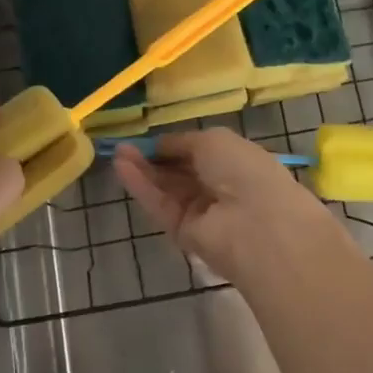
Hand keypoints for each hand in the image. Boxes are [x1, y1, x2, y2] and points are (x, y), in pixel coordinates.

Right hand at [115, 128, 351, 282]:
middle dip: (153, 158)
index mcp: (235, 162)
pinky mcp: (184, 234)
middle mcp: (219, 187)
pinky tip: (121, 167)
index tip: (147, 137)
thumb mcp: (214, 140)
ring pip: (166, 189)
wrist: (255, 225)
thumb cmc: (243, 171)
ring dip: (142, 170)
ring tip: (117, 153)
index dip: (173, 145)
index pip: (199, 152)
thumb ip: (183, 142)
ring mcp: (201, 212)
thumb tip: (161, 145)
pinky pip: (160, 206)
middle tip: (124, 146)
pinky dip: (141, 187)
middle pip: (179, 172)